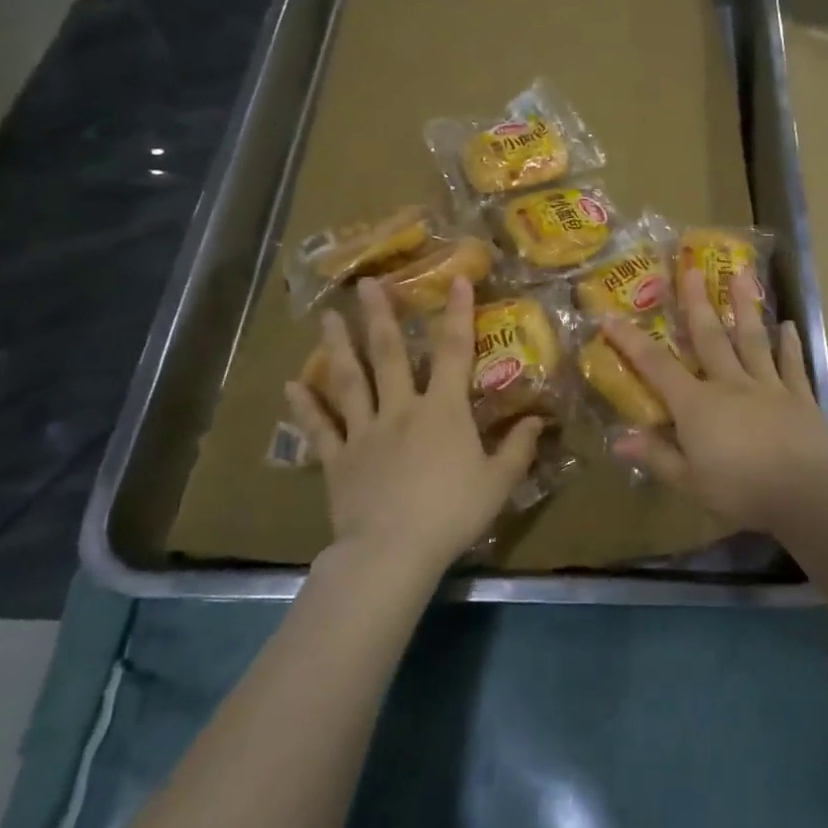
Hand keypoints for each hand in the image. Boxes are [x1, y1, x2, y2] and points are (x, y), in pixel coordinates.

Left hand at [285, 275, 541, 572]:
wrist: (393, 550)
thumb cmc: (452, 513)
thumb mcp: (498, 482)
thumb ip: (518, 448)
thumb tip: (537, 420)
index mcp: (443, 410)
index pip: (455, 351)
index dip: (458, 312)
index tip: (456, 277)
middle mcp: (401, 409)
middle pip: (388, 354)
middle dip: (379, 315)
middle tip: (367, 283)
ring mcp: (365, 431)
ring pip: (349, 380)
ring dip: (337, 346)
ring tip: (326, 317)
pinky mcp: (338, 459)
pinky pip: (320, 428)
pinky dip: (305, 406)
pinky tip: (291, 385)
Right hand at [604, 267, 827, 531]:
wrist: (806, 493)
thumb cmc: (741, 491)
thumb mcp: (690, 482)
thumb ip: (657, 457)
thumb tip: (618, 441)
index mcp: (697, 404)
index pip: (656, 366)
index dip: (630, 342)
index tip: (610, 316)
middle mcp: (730, 384)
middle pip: (709, 337)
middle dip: (696, 302)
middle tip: (690, 268)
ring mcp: (767, 386)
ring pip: (752, 339)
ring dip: (744, 307)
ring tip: (741, 273)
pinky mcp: (799, 397)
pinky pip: (791, 365)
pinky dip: (790, 345)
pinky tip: (791, 326)